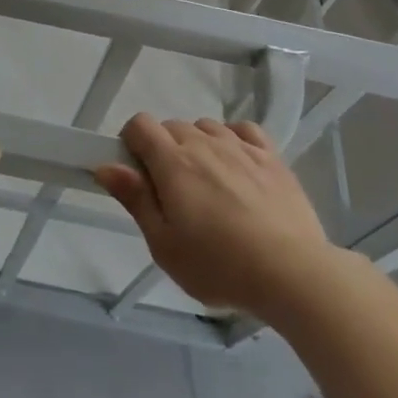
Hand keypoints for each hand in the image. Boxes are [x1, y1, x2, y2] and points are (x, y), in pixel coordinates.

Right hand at [94, 115, 332, 317]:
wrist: (292, 273)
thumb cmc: (219, 265)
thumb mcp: (164, 245)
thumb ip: (135, 199)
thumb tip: (105, 166)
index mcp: (172, 162)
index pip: (139, 124)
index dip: (131, 143)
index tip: (137, 175)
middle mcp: (204, 143)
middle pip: (172, 126)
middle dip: (163, 150)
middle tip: (173, 194)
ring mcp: (241, 147)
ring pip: (206, 127)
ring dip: (198, 145)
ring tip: (208, 185)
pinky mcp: (272, 157)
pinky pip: (243, 130)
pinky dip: (233, 139)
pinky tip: (237, 165)